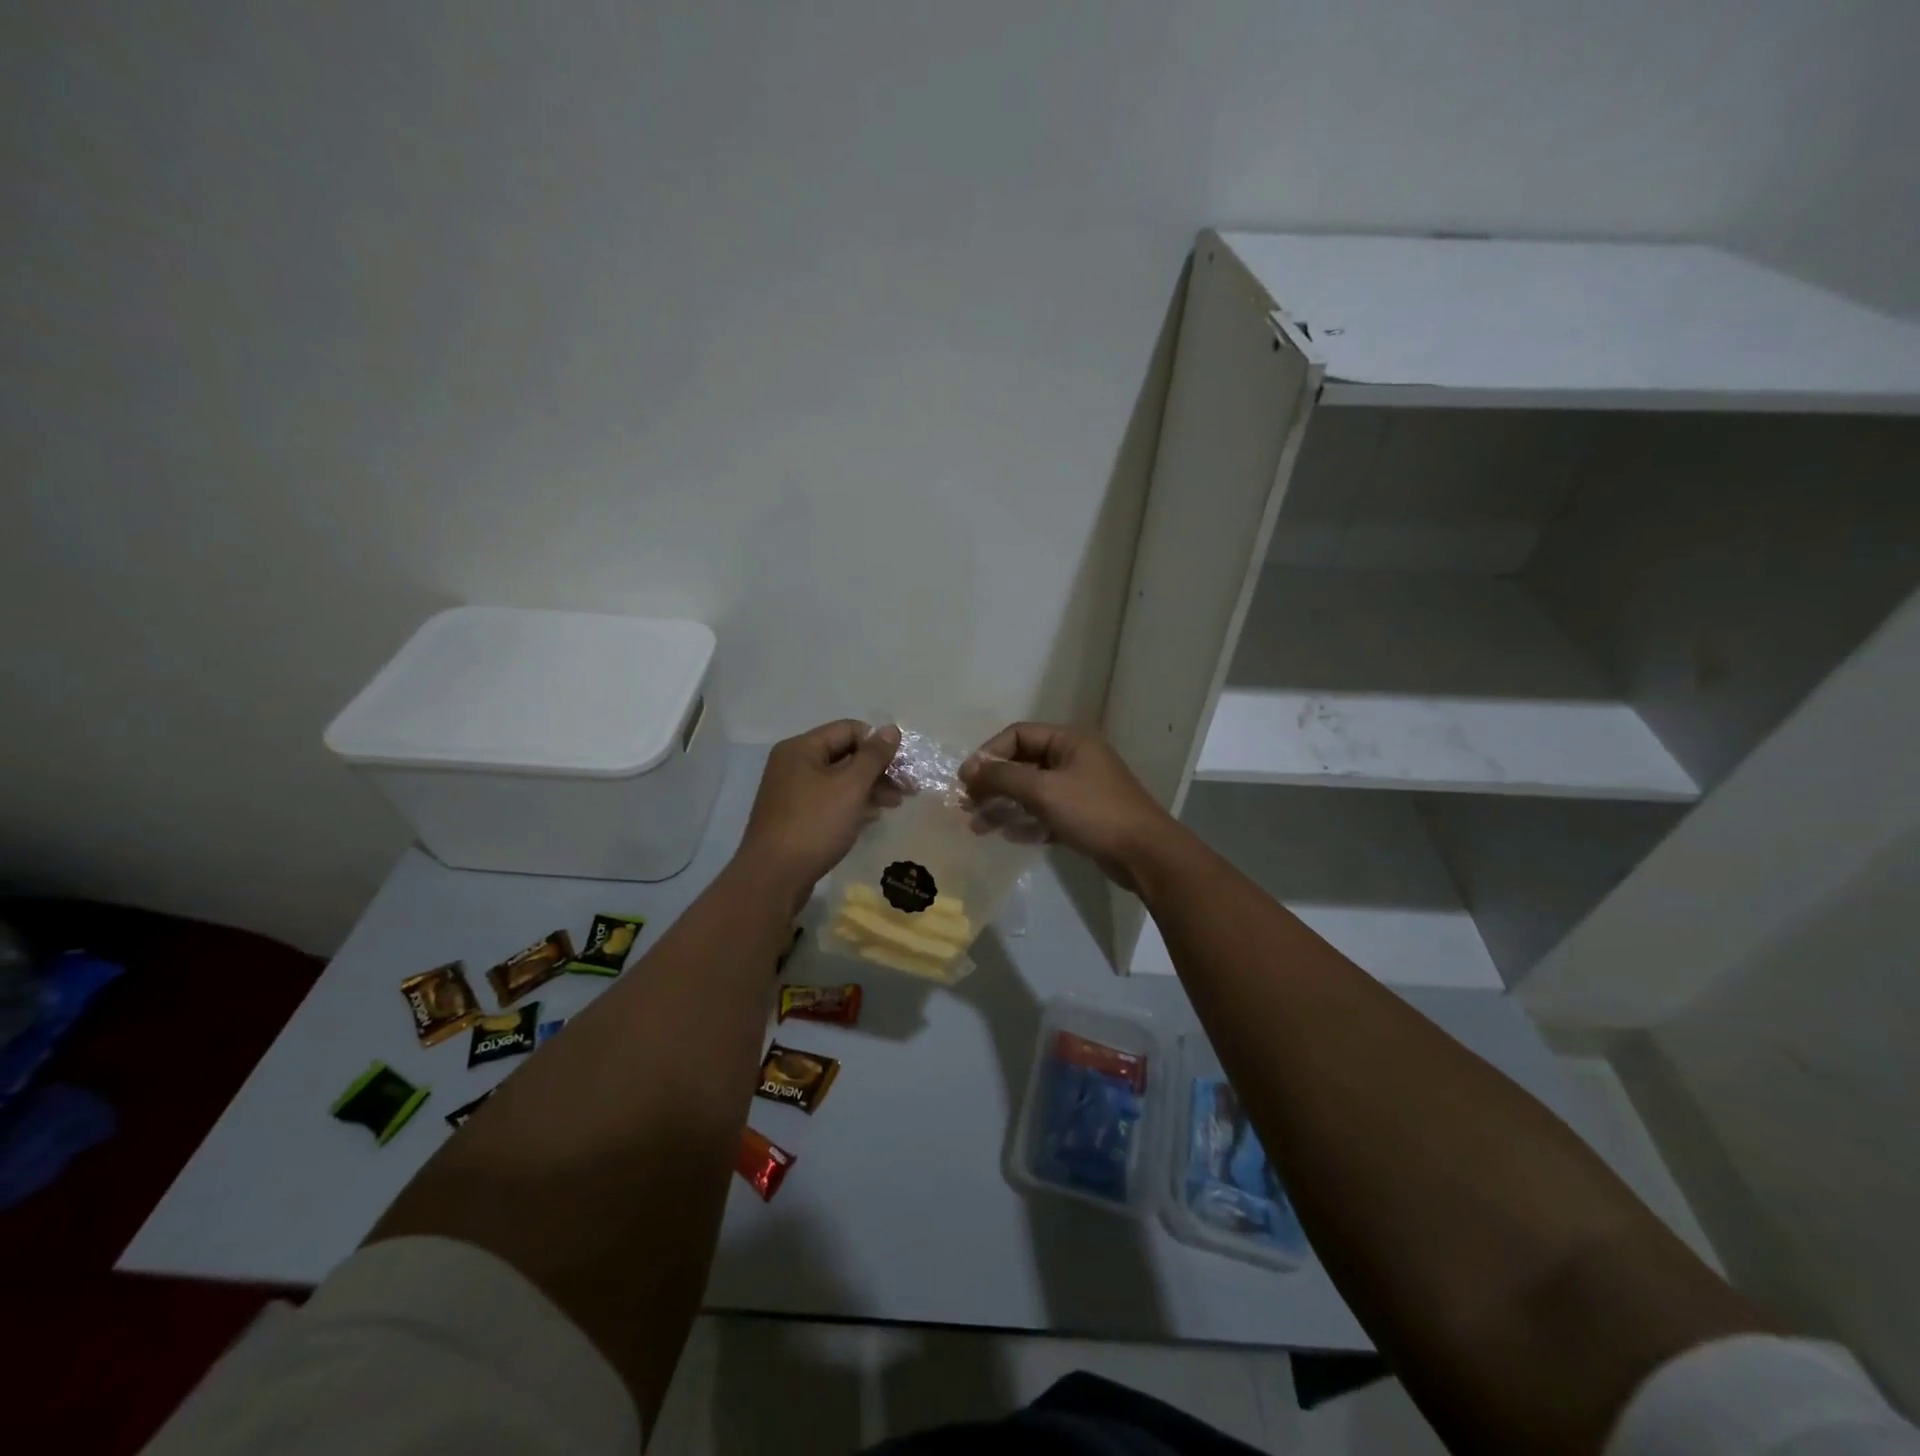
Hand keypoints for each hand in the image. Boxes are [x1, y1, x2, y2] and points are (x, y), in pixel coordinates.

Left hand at [737, 720, 901, 900]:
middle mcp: (793, 764)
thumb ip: (874, 756)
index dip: (878, 744)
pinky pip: (830, 800)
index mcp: (802, 748)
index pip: (849, 729)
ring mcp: (792, 792)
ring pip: (839, 780)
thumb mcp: (850, 786)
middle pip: (844, 754)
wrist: (773, 878)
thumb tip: (891, 729)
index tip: (903, 766)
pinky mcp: (795, 817)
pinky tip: (872, 817)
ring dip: (869, 788)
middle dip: (878, 769)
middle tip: (907, 789)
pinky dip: (852, 804)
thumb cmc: (814, 825)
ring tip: (894, 805)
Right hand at [960, 723, 1173, 891]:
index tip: (966, 779)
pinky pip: (1046, 812)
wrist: (1144, 854)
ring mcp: (1080, 788)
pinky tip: (1010, 836)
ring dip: (1004, 806)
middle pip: (1023, 764)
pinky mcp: (1084, 815)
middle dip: (993, 784)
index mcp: (1069, 741)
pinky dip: (1027, 821)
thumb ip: (1002, 777)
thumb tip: (969, 769)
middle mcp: (1074, 758)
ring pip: (1032, 791)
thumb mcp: (1043, 790)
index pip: (1018, 735)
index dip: (988, 754)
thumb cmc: (1093, 812)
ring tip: (978, 827)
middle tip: (968, 806)